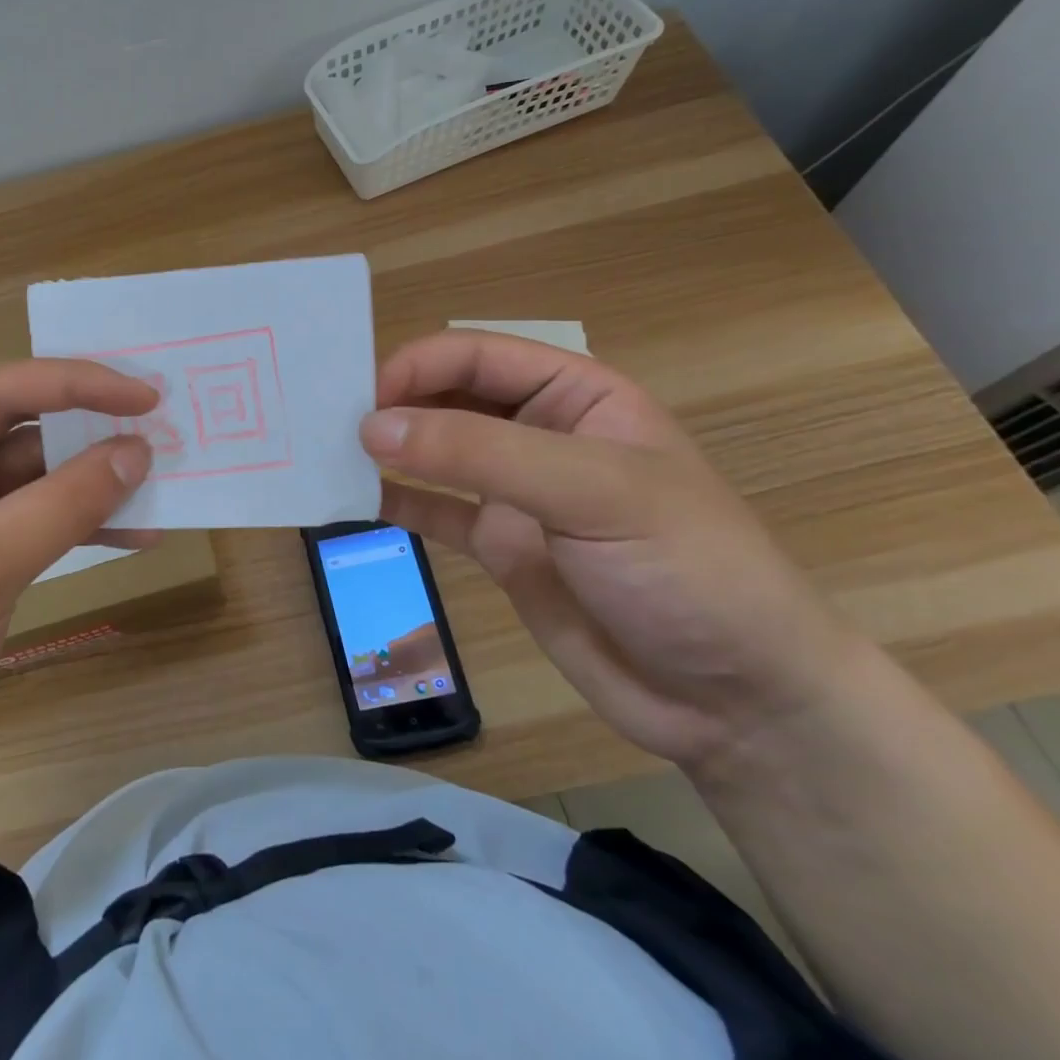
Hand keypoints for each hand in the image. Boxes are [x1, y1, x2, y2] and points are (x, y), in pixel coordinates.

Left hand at [0, 360, 157, 804]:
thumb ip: (63, 504)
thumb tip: (139, 450)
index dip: (72, 384)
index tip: (142, 394)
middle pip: (10, 427)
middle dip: (84, 431)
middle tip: (157, 427)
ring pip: (26, 476)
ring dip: (88, 482)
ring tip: (157, 482)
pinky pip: (26, 520)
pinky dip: (74, 524)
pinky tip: (132, 534)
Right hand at [358, 330, 859, 771]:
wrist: (735, 702)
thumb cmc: (687, 569)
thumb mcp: (593, 492)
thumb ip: (480, 453)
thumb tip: (373, 426)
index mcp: (576, 395)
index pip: (478, 357)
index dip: (417, 366)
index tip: (362, 398)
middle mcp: (539, 433)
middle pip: (448, 398)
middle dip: (392, 404)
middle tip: (326, 423)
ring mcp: (515, 492)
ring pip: (434, 452)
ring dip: (385, 450)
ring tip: (325, 455)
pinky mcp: (498, 546)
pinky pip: (432, 510)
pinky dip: (393, 502)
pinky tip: (349, 503)